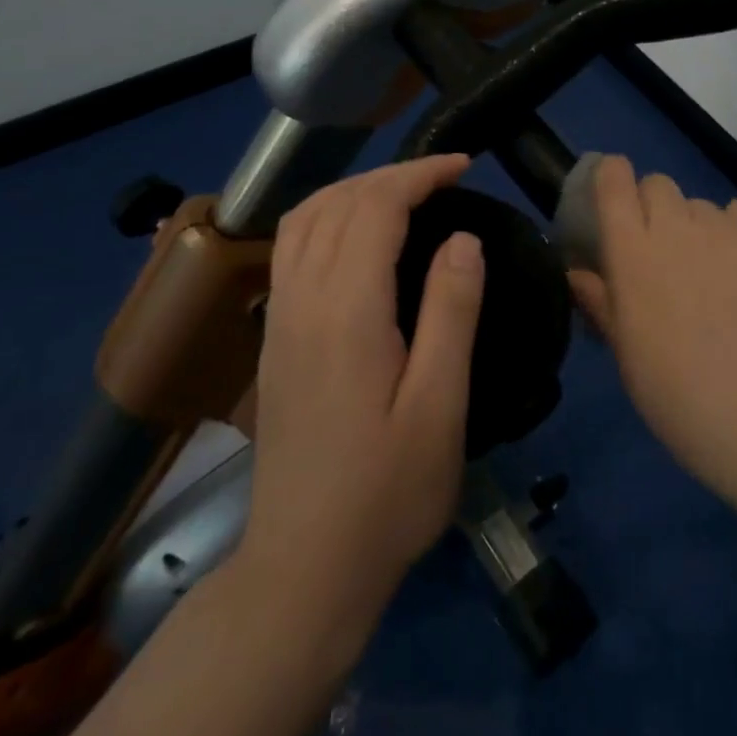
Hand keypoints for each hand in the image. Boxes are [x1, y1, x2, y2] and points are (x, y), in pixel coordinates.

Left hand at [232, 154, 483, 659]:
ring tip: (402, 194)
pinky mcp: (273, 341)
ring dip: (352, 190)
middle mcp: (302, 302)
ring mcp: (278, 320)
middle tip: (443, 177)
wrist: (304, 569)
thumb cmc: (387, 493)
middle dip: (389, 175)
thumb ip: (451, 312)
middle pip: (335, 203)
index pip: (375, 208)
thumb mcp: (440, 405)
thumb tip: (463, 238)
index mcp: (346, 312)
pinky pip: (290, 249)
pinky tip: (355, 237)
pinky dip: (326, 217)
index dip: (419, 175)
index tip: (464, 166)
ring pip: (303, 220)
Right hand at [568, 156, 736, 509]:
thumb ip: (602, 304)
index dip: (610, 179)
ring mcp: (730, 229)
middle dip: (652, 208)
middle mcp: (678, 226)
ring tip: (714, 276)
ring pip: (702, 205)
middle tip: (663, 256)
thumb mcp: (629, 358)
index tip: (612, 200)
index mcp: (633, 253)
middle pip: (658, 185)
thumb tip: (578, 274)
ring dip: (697, 228)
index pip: (613, 181)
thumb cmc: (685, 400)